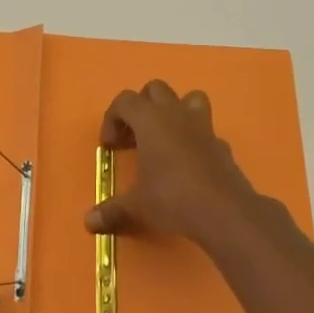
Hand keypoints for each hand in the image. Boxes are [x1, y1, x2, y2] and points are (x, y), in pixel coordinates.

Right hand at [85, 81, 257, 242]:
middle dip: (142, 107)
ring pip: (189, 98)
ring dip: (175, 111)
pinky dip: (195, 140)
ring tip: (164, 139)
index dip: (112, 119)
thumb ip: (112, 210)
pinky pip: (206, 131)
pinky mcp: (222, 145)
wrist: (224, 211)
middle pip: (156, 89)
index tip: (110, 147)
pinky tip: (188, 165)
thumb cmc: (172, 198)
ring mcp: (203, 127)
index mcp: (150, 120)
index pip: (125, 101)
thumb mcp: (137, 206)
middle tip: (134, 138)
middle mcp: (176, 114)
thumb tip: (90, 222)